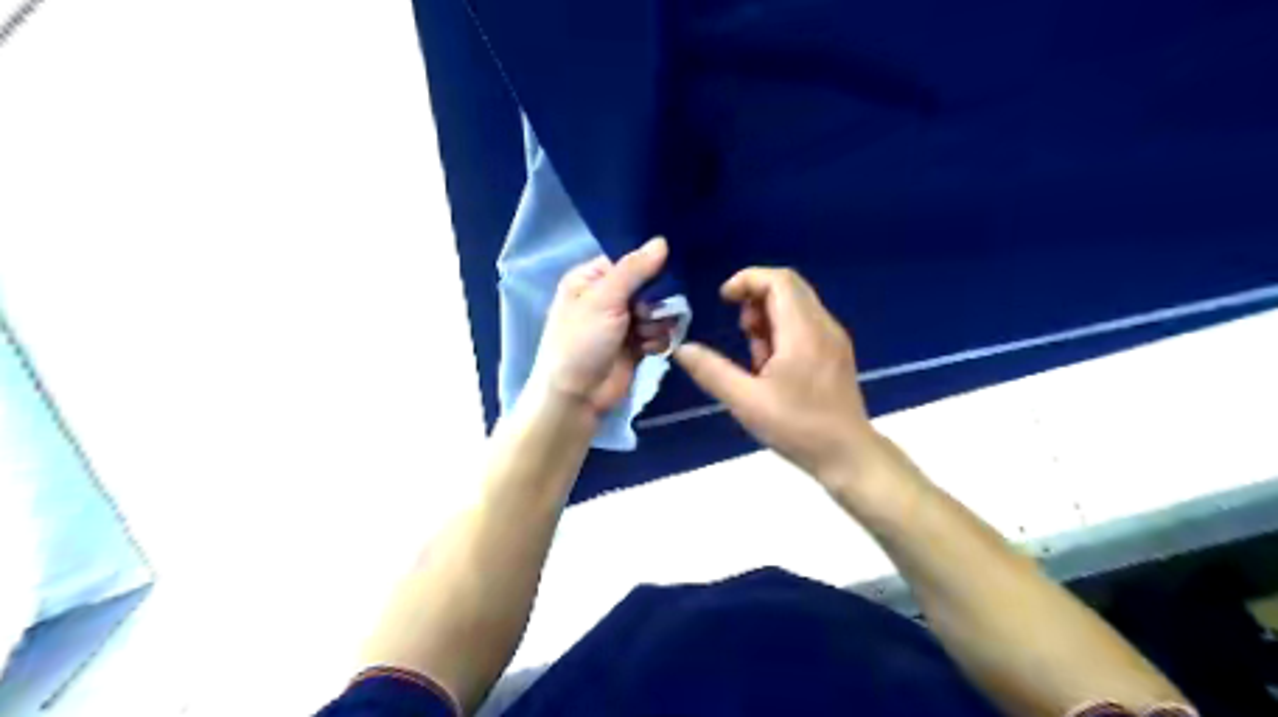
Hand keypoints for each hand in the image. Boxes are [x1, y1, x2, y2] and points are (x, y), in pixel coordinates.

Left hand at [528, 238, 672, 420]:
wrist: (577, 397)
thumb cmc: (580, 342)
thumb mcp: (604, 299)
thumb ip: (634, 270)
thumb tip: (662, 241)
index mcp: (591, 279)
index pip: (630, 261)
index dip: (648, 267)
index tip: (661, 278)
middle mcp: (608, 297)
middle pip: (650, 286)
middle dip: (656, 301)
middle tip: (646, 315)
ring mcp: (623, 322)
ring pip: (659, 310)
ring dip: (657, 323)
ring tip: (643, 336)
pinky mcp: (636, 345)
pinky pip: (660, 333)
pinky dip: (658, 341)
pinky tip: (647, 350)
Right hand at [671, 266, 874, 483]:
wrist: (848, 455)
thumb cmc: (798, 427)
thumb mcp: (746, 402)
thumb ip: (712, 372)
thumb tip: (682, 349)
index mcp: (804, 331)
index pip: (779, 280)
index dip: (747, 280)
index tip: (723, 300)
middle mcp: (823, 326)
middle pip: (788, 288)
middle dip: (756, 300)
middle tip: (740, 331)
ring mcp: (833, 339)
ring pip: (797, 306)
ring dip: (768, 318)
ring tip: (756, 357)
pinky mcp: (836, 353)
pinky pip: (805, 324)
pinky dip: (782, 332)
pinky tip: (773, 367)